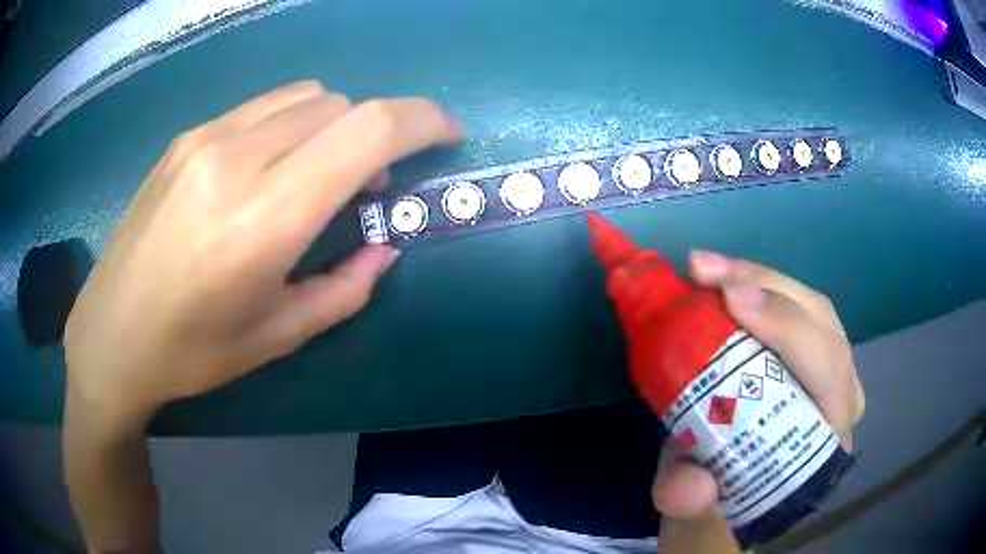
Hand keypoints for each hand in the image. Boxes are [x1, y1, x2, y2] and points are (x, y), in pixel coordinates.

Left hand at [64, 81, 461, 430]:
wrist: (110, 335)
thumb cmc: (192, 352)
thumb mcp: (277, 336)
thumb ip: (344, 289)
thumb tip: (383, 248)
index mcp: (264, 217)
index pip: (368, 129)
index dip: (423, 120)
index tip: (447, 134)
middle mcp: (236, 158)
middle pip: (340, 105)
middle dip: (376, 133)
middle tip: (370, 185)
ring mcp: (205, 139)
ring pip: (304, 96)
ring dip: (334, 125)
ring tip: (318, 175)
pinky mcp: (186, 138)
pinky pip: (263, 107)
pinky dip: (292, 124)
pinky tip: (270, 169)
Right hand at [651, 251, 864, 519]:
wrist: (737, 497)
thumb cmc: (726, 503)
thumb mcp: (698, 514)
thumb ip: (690, 505)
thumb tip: (692, 485)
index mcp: (824, 442)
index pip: (826, 373)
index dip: (787, 329)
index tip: (732, 300)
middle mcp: (839, 400)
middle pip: (822, 325)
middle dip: (767, 288)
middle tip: (705, 271)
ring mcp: (831, 372)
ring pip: (811, 308)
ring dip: (760, 278)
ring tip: (707, 269)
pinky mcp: (811, 355)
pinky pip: (795, 308)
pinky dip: (759, 286)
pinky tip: (723, 279)